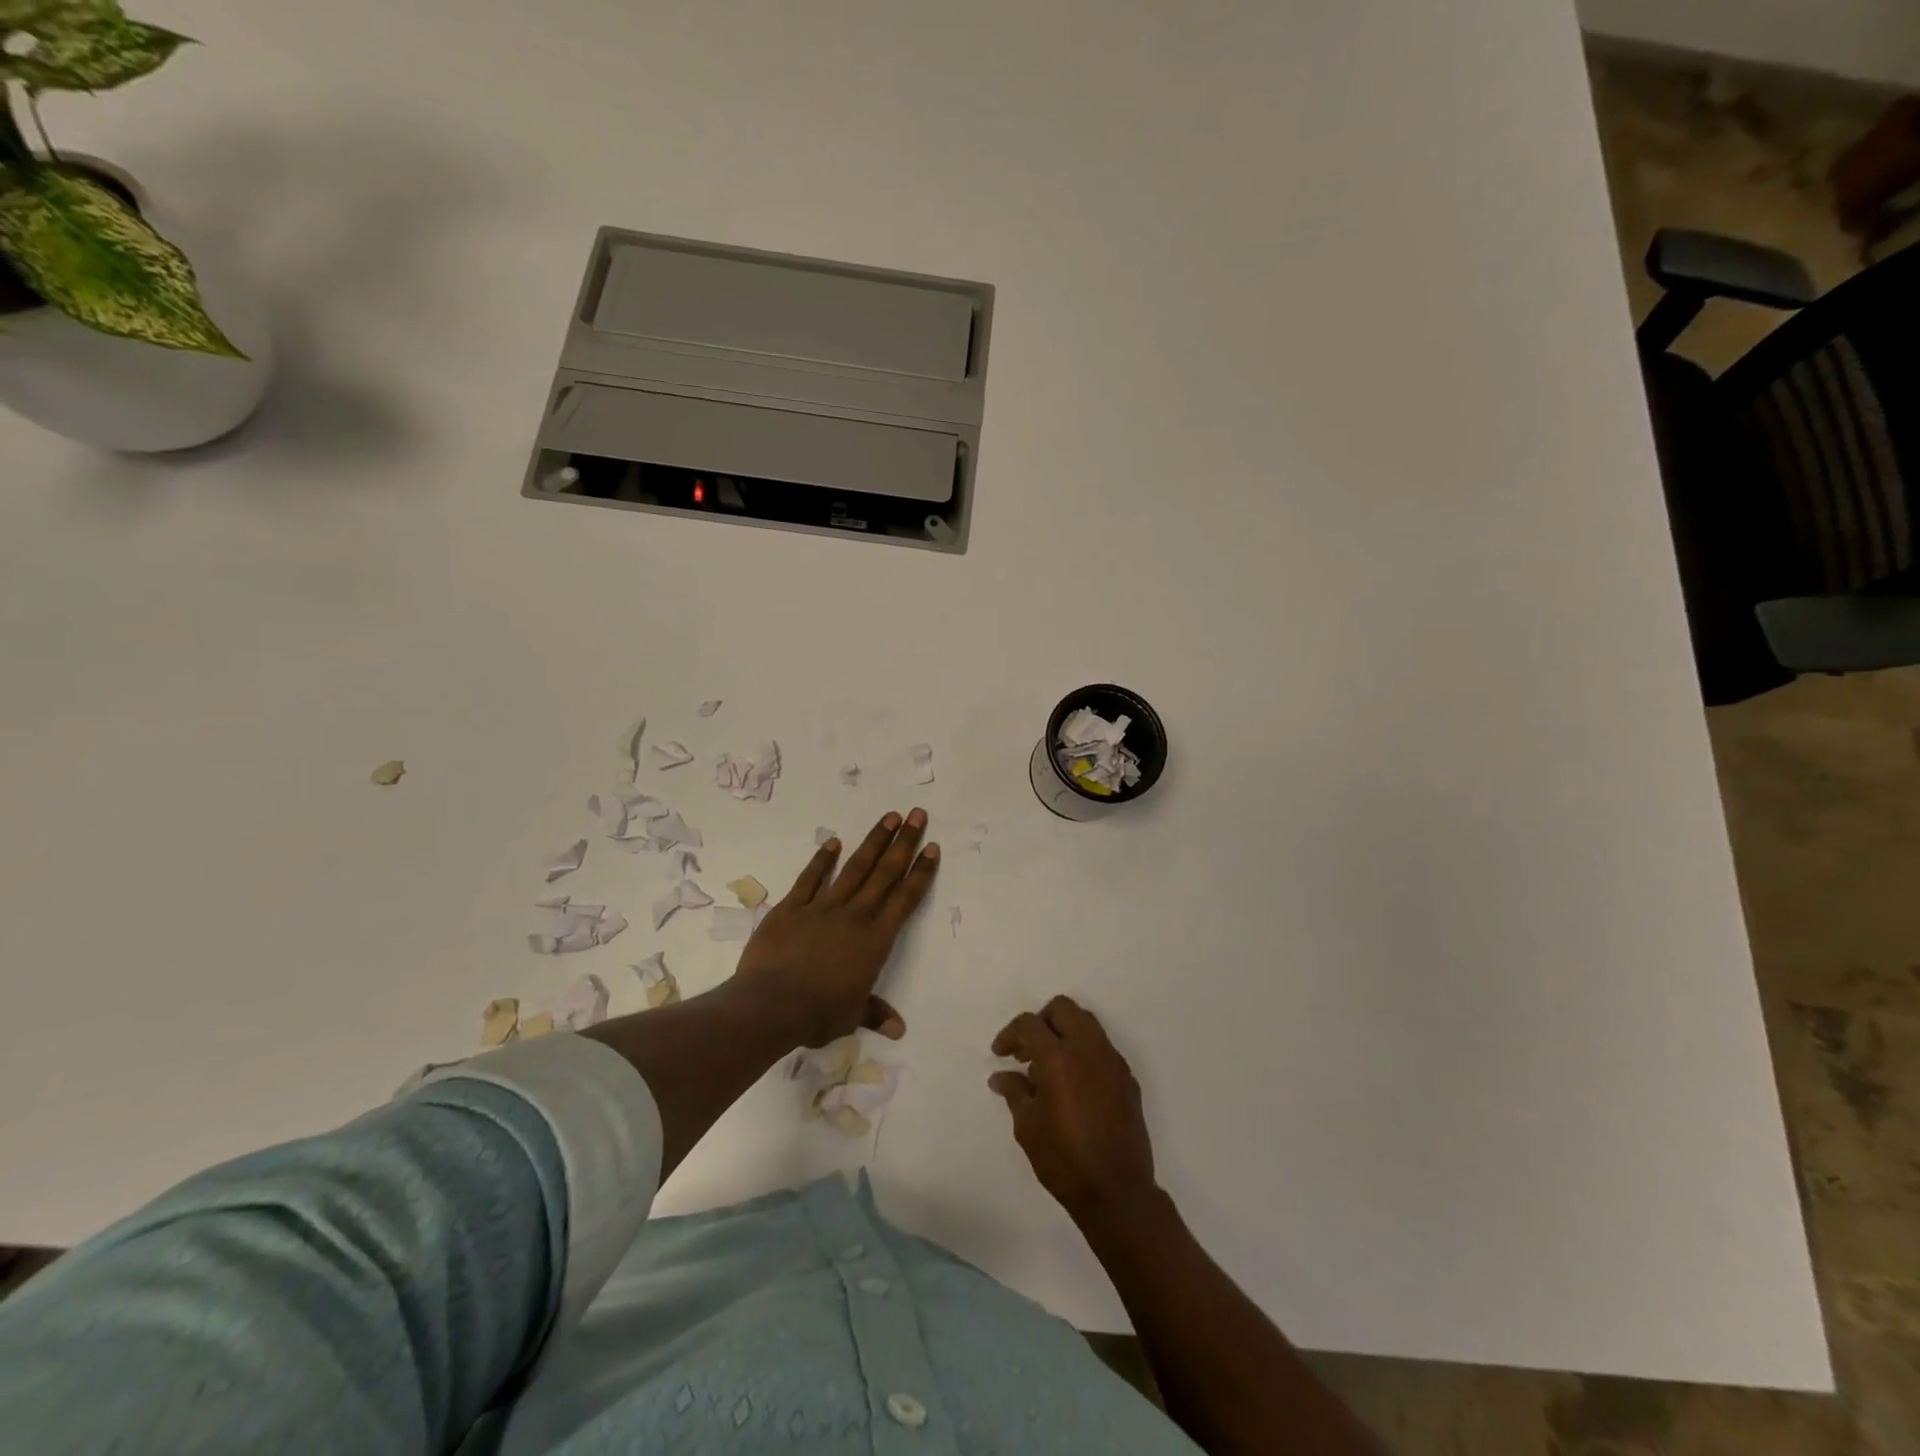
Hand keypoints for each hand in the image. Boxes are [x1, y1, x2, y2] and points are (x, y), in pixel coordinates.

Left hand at [734, 809, 939, 1047]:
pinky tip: (834, 842)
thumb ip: (875, 1013)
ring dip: (873, 841)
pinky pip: (811, 878)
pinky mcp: (792, 907)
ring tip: (889, 817)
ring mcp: (823, 907)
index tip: (932, 847)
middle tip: (917, 814)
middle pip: (885, 873)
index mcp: (876, 940)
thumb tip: (899, 1029)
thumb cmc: (818, 1013)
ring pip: (855, 868)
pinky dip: (822, 860)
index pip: (906, 899)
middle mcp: (855, 915)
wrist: (772, 1005)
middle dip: (904, 842)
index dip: (920, 872)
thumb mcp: (852, 1016)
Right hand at [990, 996, 1158, 1227]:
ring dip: (1064, 1033)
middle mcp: (1088, 1048)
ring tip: (1048, 1067)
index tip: (1001, 1054)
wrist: (1117, 1192)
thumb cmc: (1064, 1159)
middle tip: (1027, 1051)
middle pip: (1062, 1009)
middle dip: (1041, 1022)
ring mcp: (1112, 1061)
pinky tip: (1073, 1084)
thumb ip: (1015, 1091)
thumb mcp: (1028, 1126)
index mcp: (1059, 1057)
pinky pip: (1102, 1048)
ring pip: (1086, 1023)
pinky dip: (1083, 1052)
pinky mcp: (1128, 1078)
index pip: (1030, 1024)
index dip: (1010, 1034)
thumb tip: (1001, 1076)